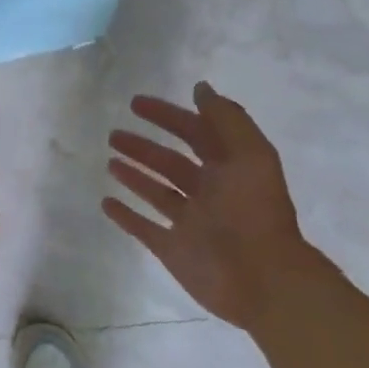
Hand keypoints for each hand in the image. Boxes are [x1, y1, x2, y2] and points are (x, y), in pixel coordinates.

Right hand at [104, 81, 312, 328]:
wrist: (262, 279)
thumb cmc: (253, 212)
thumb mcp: (251, 155)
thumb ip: (227, 119)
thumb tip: (200, 87)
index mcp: (228, 168)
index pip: (194, 133)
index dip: (168, 116)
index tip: (135, 103)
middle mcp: (208, 192)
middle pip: (170, 163)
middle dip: (144, 147)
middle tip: (114, 134)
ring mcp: (189, 222)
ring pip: (156, 192)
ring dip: (134, 175)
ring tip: (110, 161)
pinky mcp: (173, 250)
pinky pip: (144, 228)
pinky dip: (125, 216)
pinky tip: (106, 202)